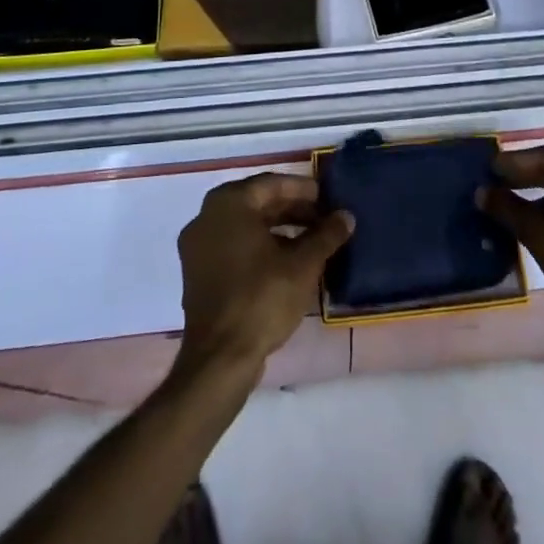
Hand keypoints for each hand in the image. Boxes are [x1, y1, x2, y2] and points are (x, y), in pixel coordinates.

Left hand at [175, 173, 354, 378]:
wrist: (220, 359)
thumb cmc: (262, 299)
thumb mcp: (303, 264)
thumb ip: (326, 235)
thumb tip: (346, 216)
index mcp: (228, 204)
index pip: (271, 184)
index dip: (303, 190)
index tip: (327, 198)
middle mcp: (206, 217)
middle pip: (257, 203)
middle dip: (292, 210)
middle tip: (323, 219)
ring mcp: (197, 247)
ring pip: (245, 226)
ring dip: (278, 229)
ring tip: (311, 241)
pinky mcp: (197, 274)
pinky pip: (233, 246)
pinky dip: (259, 247)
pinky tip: (286, 263)